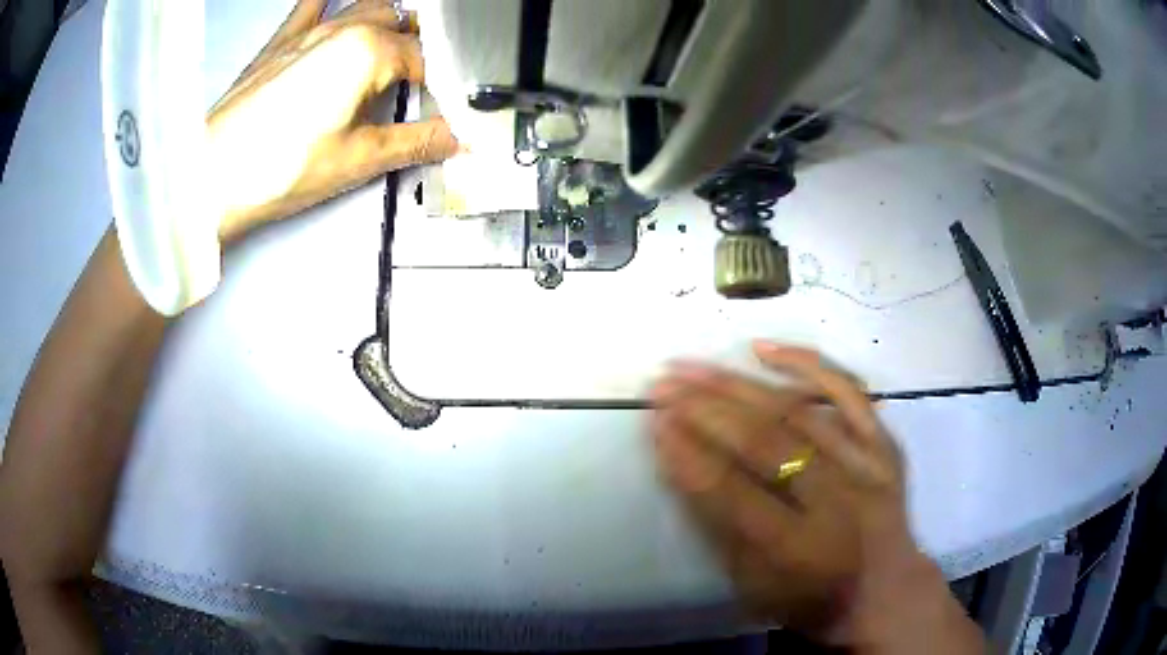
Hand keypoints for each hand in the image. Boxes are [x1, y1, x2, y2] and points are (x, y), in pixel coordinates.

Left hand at [208, 0, 458, 240]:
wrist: (209, 178)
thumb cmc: (272, 169)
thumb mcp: (358, 160)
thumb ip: (416, 142)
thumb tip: (454, 140)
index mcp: (368, 52)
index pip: (426, 60)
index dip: (443, 85)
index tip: (448, 108)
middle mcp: (342, 30)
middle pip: (402, 24)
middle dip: (423, 47)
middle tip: (428, 80)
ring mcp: (309, 32)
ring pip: (368, 6)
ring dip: (391, 21)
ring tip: (399, 43)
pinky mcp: (281, 44)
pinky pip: (311, 5)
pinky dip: (328, 1)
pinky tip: (335, 2)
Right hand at [650, 344, 984, 651]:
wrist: (885, 592)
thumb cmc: (811, 598)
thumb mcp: (753, 586)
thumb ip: (719, 528)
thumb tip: (682, 463)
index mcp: (801, 549)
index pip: (734, 493)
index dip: (690, 456)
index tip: (654, 423)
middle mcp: (840, 501)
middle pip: (767, 443)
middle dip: (706, 410)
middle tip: (663, 384)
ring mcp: (868, 465)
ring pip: (798, 411)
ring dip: (738, 385)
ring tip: (693, 366)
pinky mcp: (884, 443)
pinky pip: (848, 391)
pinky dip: (807, 365)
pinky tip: (765, 348)